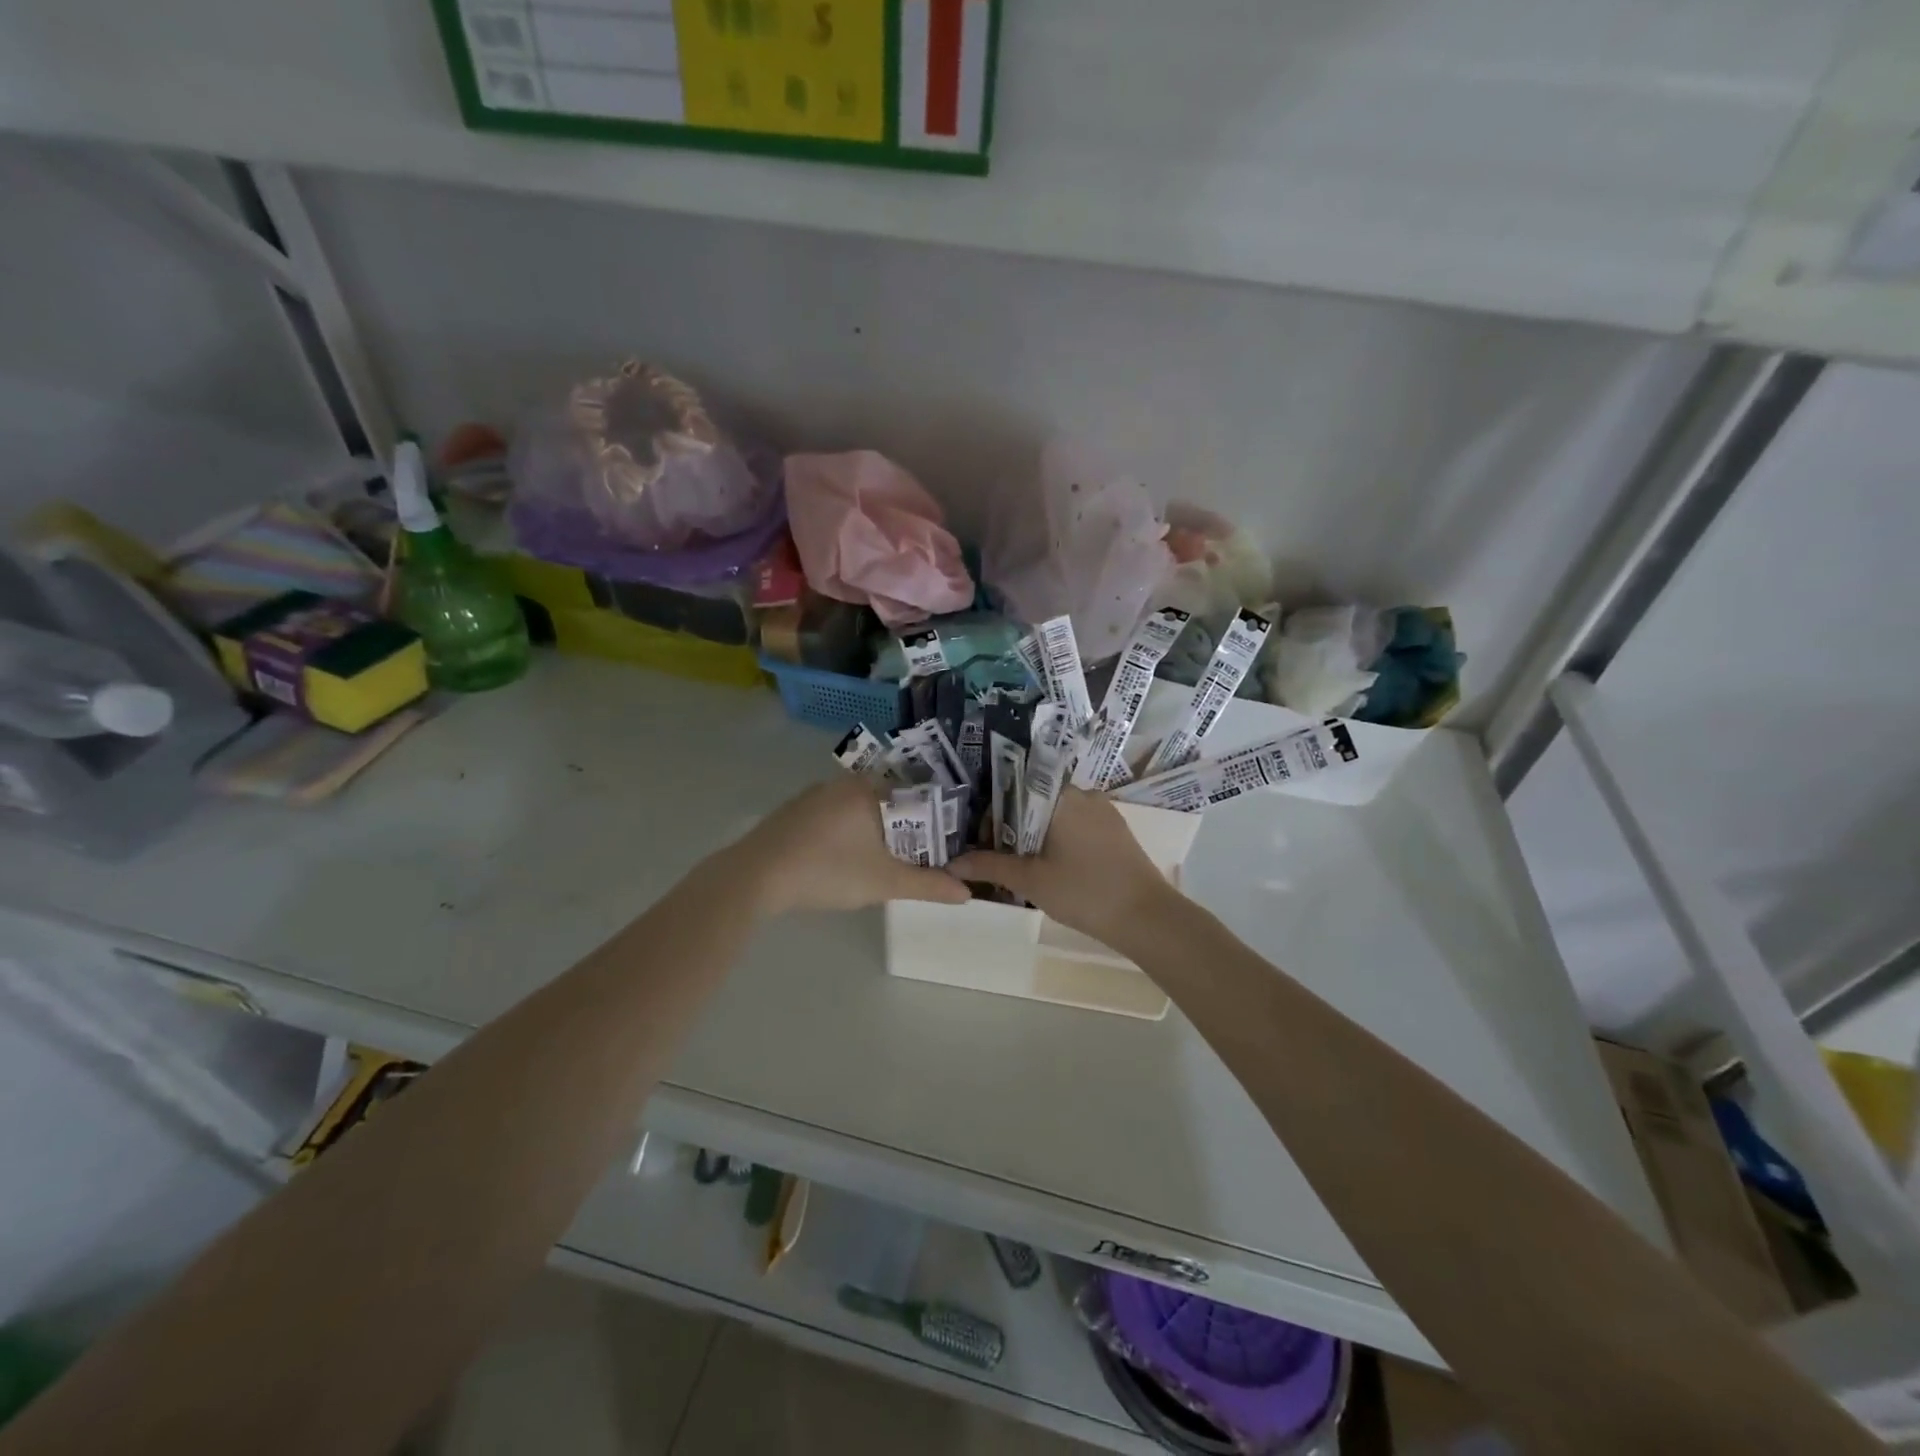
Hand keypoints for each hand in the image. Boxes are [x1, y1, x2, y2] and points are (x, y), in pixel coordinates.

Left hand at [735, 777, 971, 915]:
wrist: (755, 876)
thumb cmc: (829, 870)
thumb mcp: (884, 882)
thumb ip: (927, 885)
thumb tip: (966, 892)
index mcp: (869, 789)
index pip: (914, 794)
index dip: (931, 819)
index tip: (940, 844)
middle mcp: (842, 783)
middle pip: (886, 801)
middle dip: (902, 828)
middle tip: (914, 858)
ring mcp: (812, 795)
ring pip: (856, 809)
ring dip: (871, 831)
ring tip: (881, 862)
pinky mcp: (791, 812)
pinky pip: (831, 817)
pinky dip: (844, 833)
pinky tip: (841, 860)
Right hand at [950, 788, 1173, 948]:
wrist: (1146, 917)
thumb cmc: (1083, 891)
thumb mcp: (1030, 880)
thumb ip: (989, 866)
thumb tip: (951, 864)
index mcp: (1060, 795)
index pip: (1014, 789)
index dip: (993, 815)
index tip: (984, 843)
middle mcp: (1083, 793)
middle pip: (1034, 802)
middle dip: (1013, 828)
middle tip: (1000, 860)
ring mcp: (1103, 811)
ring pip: (1056, 815)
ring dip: (1035, 836)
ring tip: (1024, 868)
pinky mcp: (1116, 830)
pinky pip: (1077, 826)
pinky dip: (1059, 841)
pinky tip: (1054, 869)